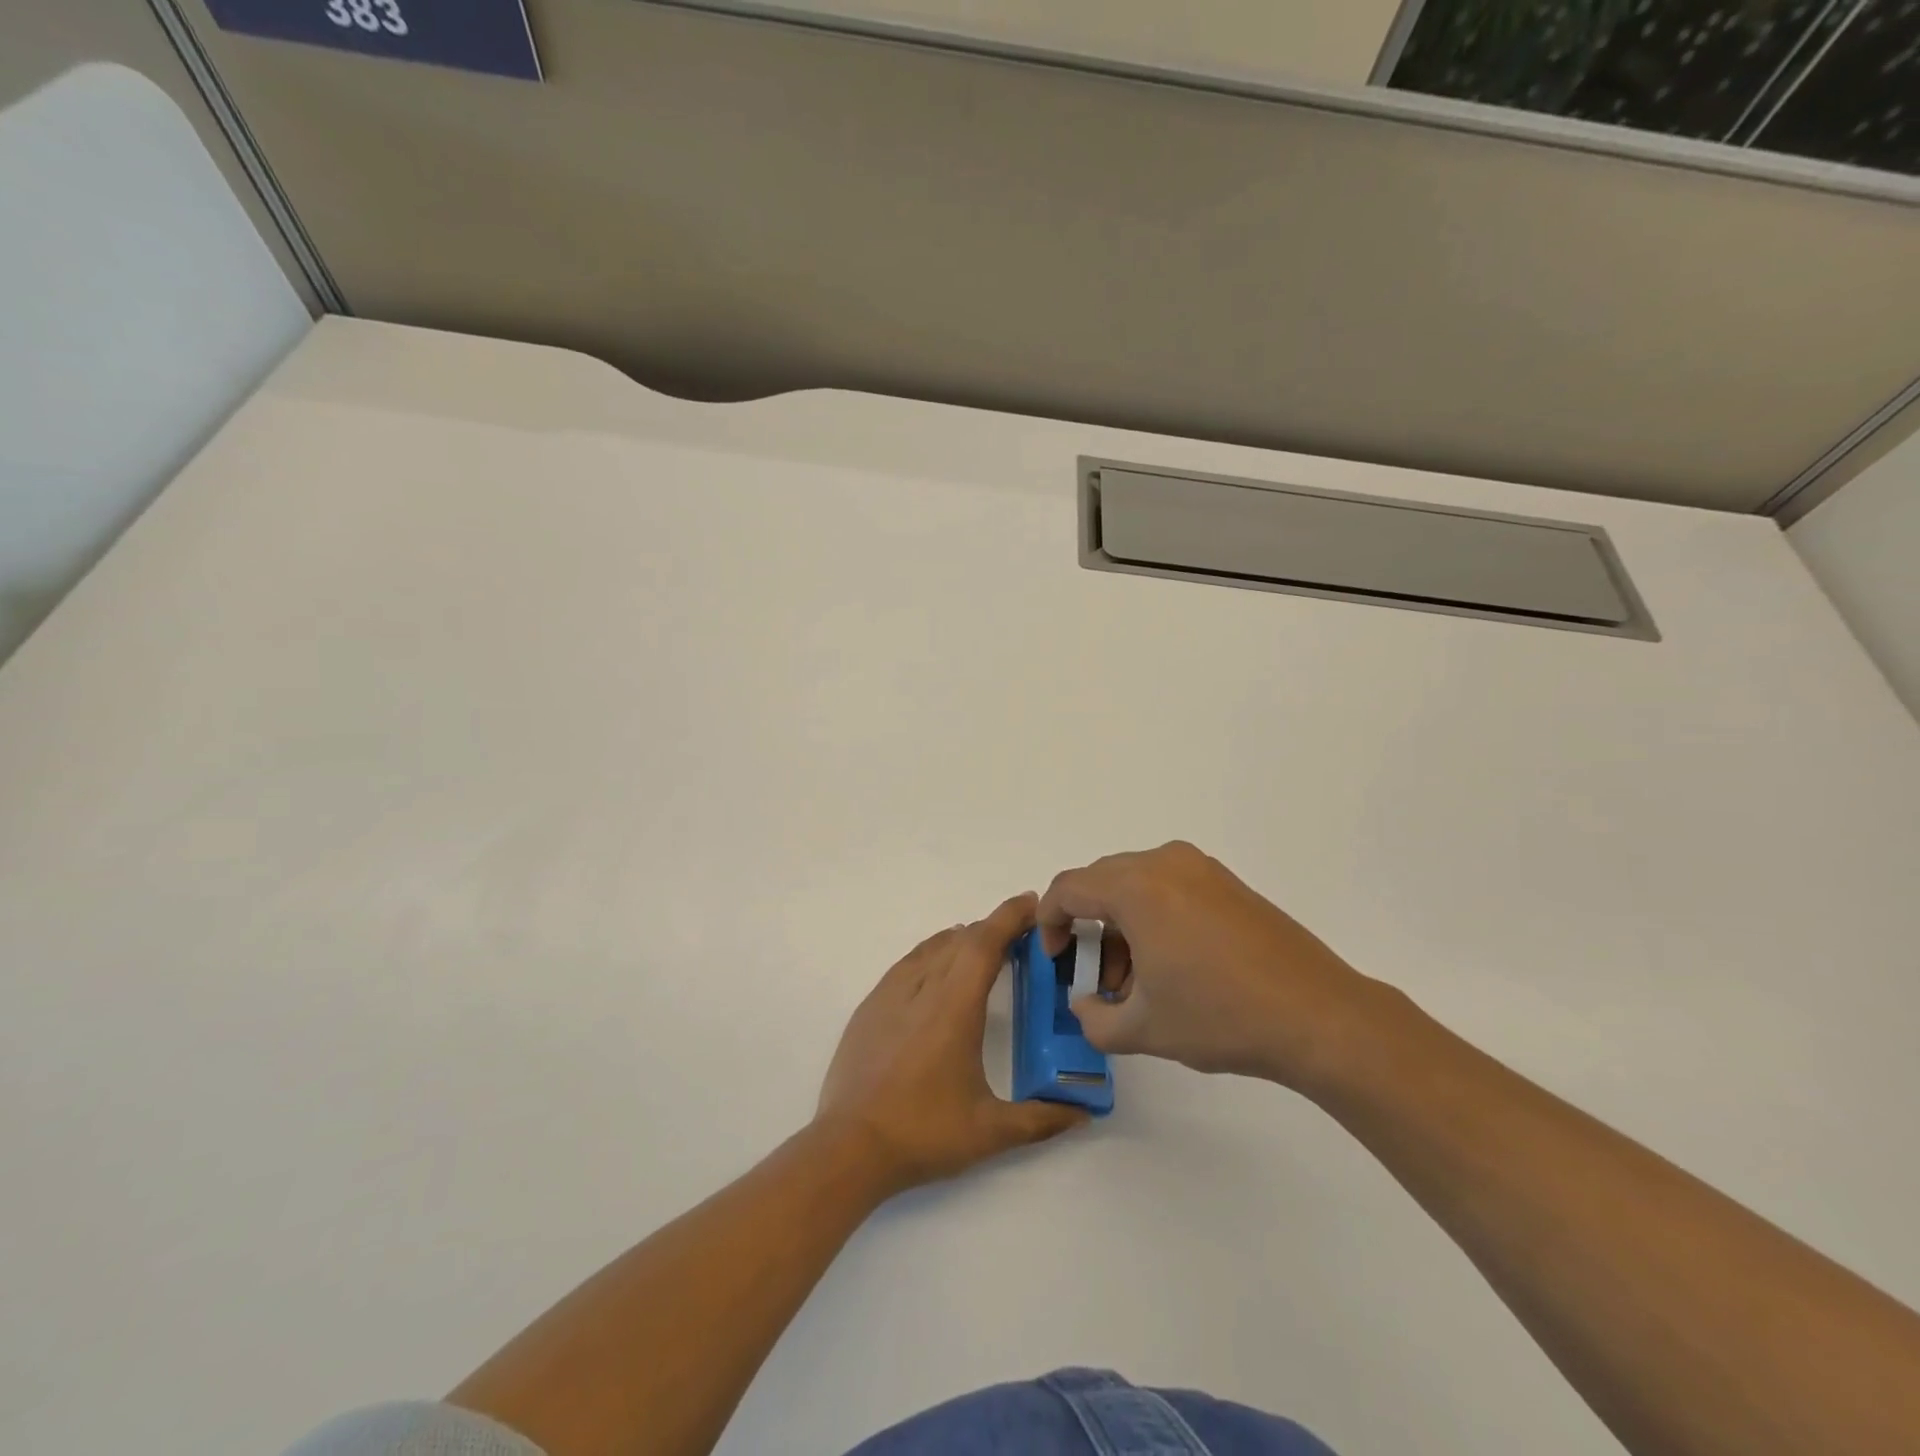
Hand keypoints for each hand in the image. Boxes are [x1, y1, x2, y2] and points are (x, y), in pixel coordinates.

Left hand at [816, 893, 1087, 1193]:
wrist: (849, 1147)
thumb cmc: (923, 1133)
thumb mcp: (990, 1131)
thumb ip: (1041, 1118)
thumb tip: (1083, 1111)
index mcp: (954, 1007)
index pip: (984, 943)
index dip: (1009, 917)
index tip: (1031, 903)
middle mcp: (922, 988)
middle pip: (960, 940)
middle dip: (992, 929)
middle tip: (1019, 935)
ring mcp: (890, 995)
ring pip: (931, 948)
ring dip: (961, 940)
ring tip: (982, 947)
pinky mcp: (869, 1007)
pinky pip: (907, 964)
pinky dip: (931, 954)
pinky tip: (936, 970)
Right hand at [1039, 842, 1378, 1088]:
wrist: (1318, 1016)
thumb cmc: (1220, 1017)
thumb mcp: (1144, 1029)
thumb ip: (1094, 1019)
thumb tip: (1084, 1005)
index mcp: (1135, 887)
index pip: (1067, 889)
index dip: (1049, 923)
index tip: (1055, 960)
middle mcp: (1164, 862)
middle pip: (1100, 882)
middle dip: (1087, 927)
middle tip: (1096, 977)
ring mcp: (1200, 868)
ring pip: (1135, 884)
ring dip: (1120, 924)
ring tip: (1135, 980)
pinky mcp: (1227, 882)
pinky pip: (1168, 887)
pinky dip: (1152, 916)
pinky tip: (1170, 963)